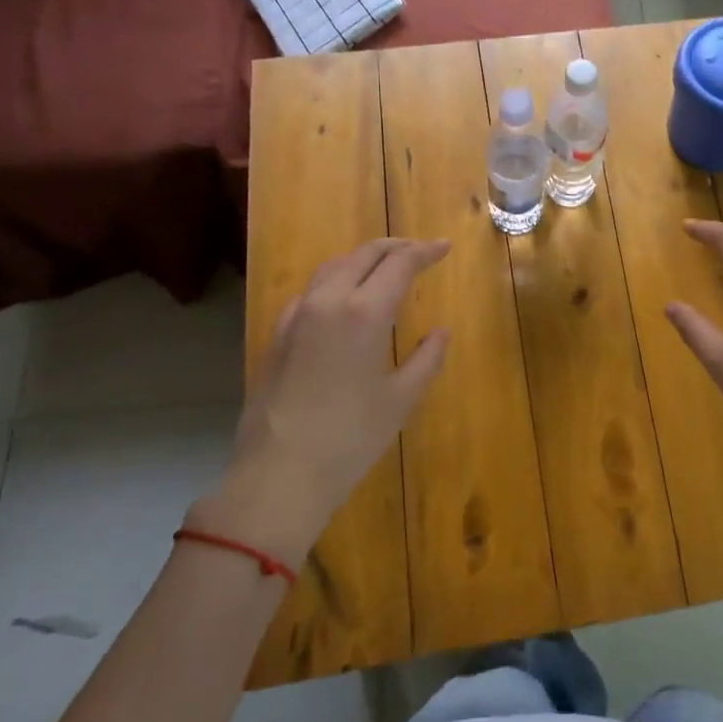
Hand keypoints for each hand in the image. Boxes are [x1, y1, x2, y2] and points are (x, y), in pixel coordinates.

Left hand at [189, 237, 450, 565]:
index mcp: (364, 312)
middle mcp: (328, 301)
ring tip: (384, 268)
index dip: (425, 251)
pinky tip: (342, 300)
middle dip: (395, 247)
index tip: (445, 247)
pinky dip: (334, 280)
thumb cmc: (350, 438)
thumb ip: (426, 359)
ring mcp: (296, 316)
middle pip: (364, 254)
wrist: (279, 474)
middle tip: (420, 251)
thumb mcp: (400, 399)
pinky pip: (310, 291)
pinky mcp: (277, 335)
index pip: (399, 263)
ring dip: (362, 259)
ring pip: (332, 267)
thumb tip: (440, 332)